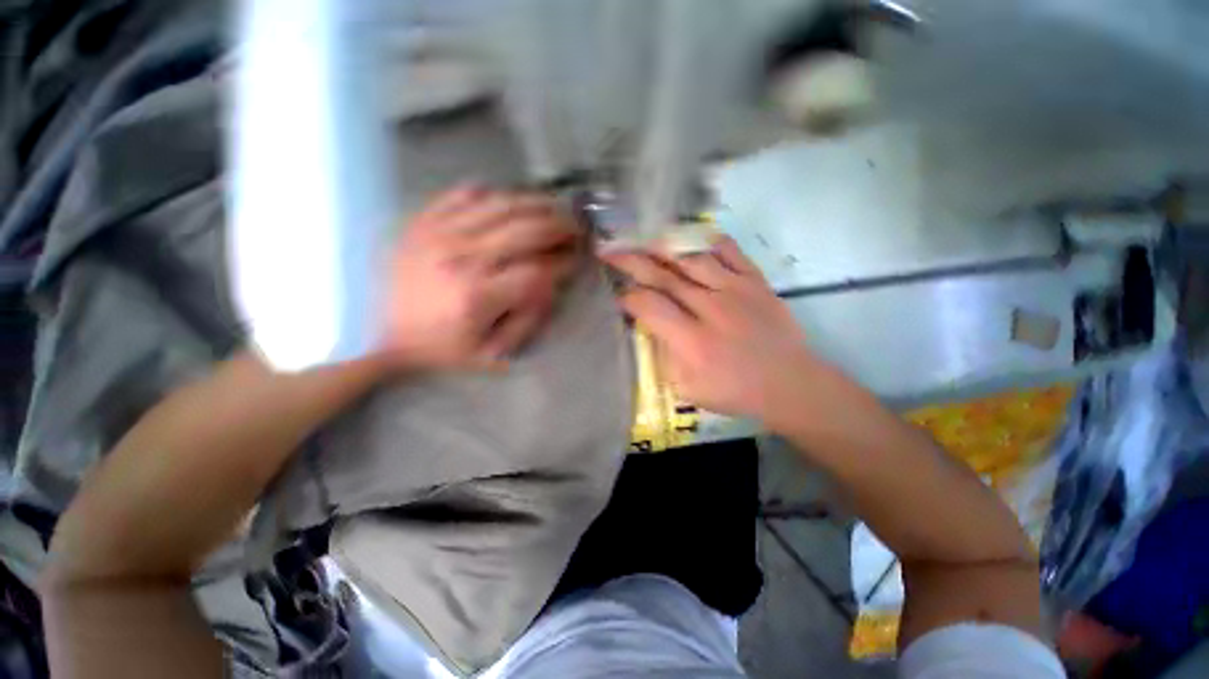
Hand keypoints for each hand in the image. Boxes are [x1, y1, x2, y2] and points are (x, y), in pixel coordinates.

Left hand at [383, 185, 580, 370]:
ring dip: (536, 204)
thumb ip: (525, 322)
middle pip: (526, 230)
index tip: (576, 260)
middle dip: (560, 227)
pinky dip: (493, 194)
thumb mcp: (487, 352)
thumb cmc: (436, 347)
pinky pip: (465, 194)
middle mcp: (463, 256)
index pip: (538, 271)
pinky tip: (509, 200)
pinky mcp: (423, 220)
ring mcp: (440, 232)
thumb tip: (549, 287)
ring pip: (502, 205)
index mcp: (478, 295)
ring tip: (554, 207)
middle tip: (576, 227)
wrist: (373, 331)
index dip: (563, 264)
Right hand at [602, 237, 827, 425]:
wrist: (789, 383)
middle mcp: (710, 308)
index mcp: (692, 341)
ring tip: (642, 239)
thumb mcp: (688, 388)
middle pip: (664, 277)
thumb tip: (648, 327)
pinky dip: (707, 241)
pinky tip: (690, 237)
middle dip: (631, 261)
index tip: (617, 294)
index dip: (627, 297)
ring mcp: (735, 290)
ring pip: (691, 258)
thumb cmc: (734, 391)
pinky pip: (729, 251)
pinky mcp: (755, 281)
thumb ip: (664, 356)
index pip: (649, 306)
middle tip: (611, 250)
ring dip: (662, 247)